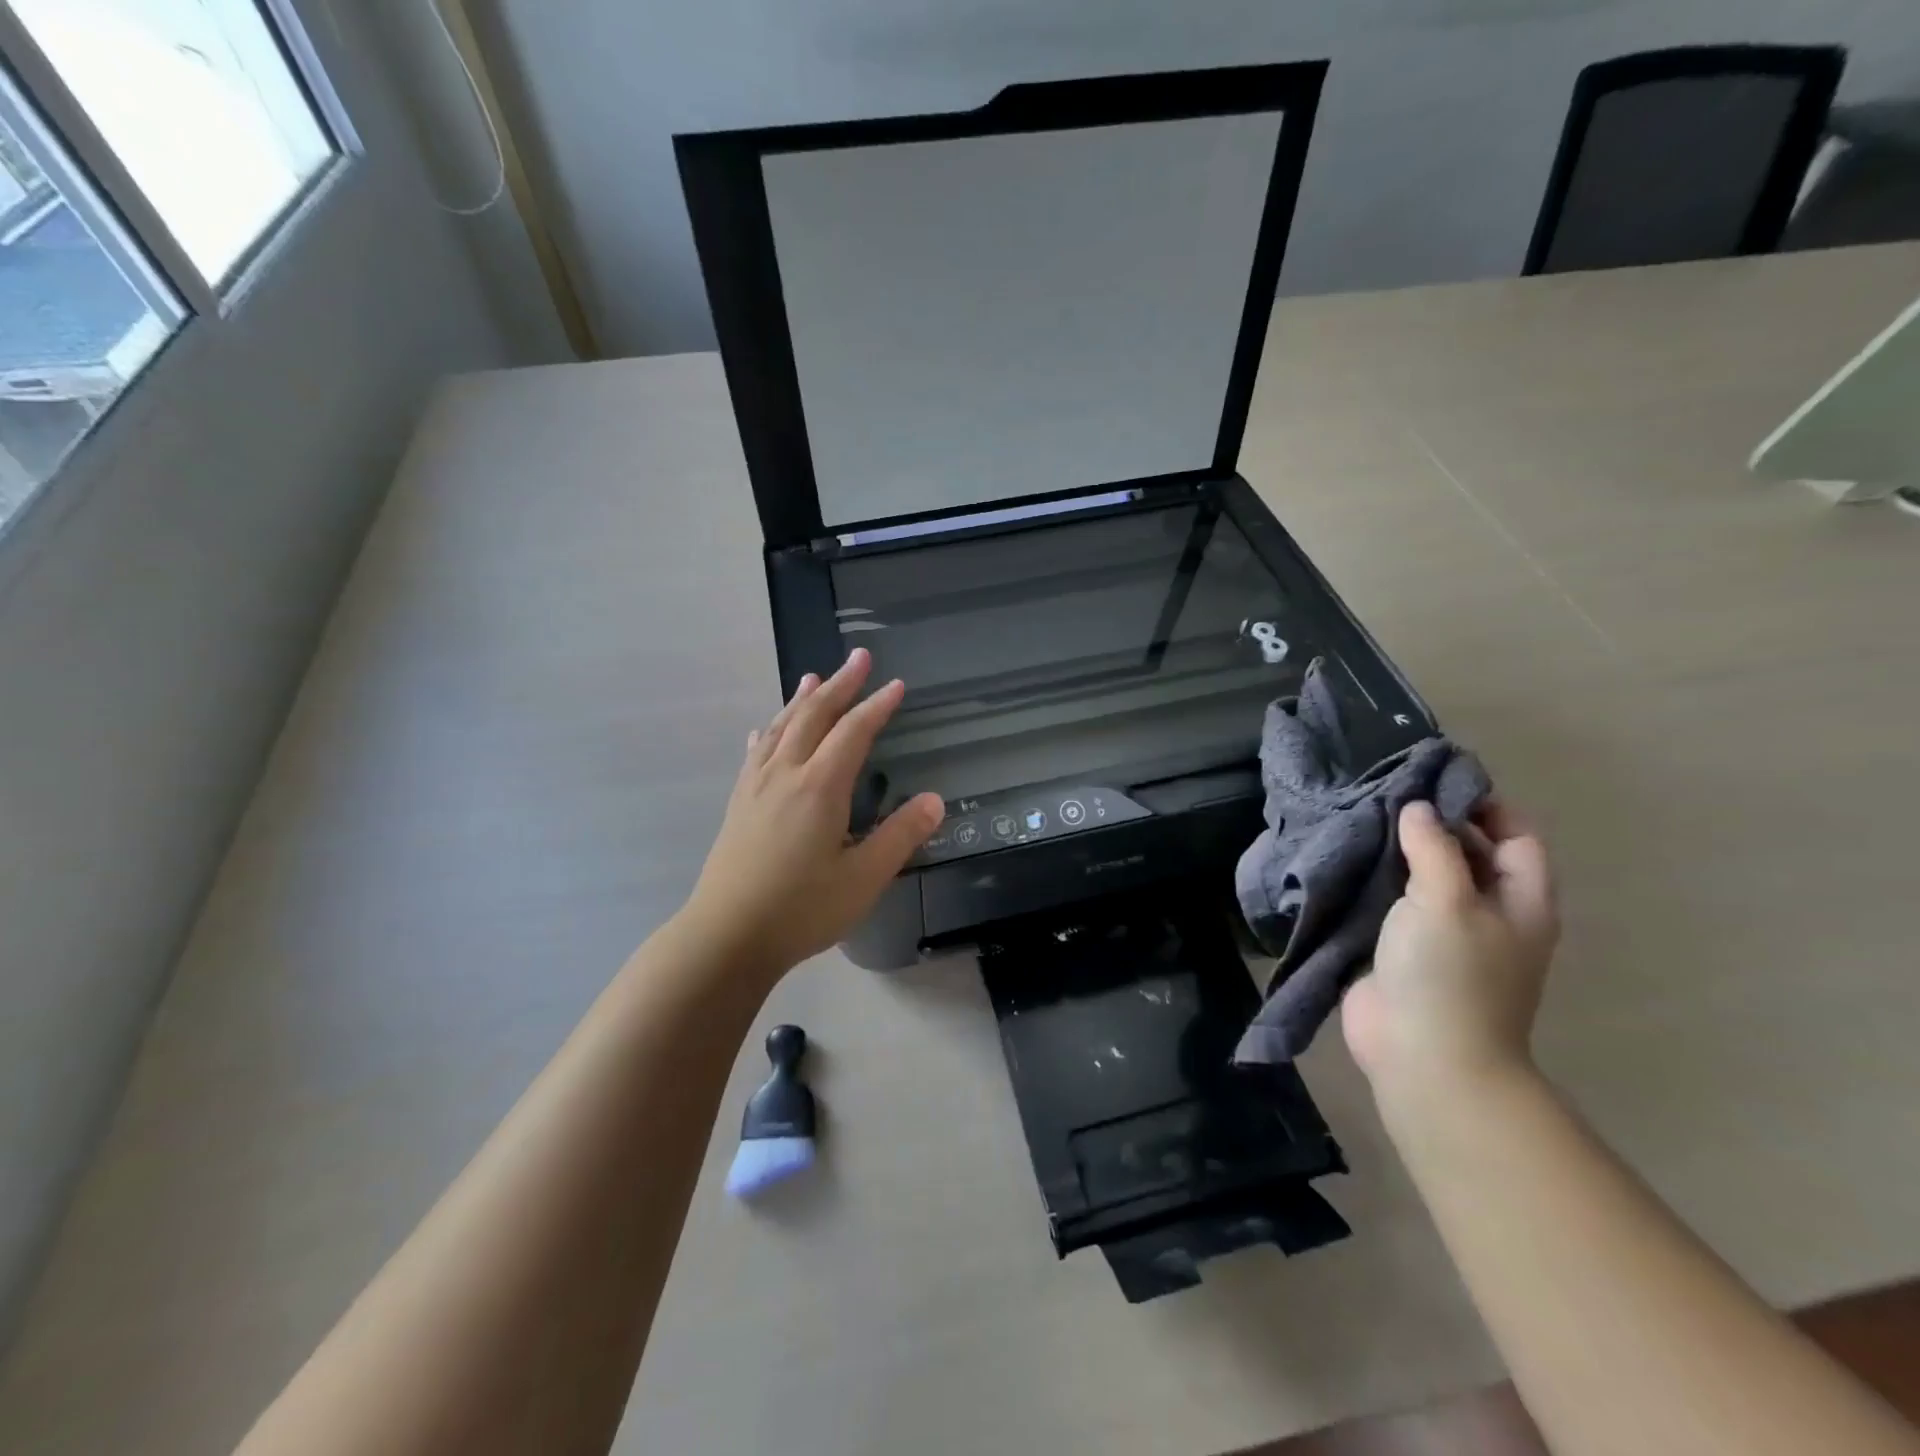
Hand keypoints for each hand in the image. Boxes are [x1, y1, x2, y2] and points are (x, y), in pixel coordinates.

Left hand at [680, 648, 943, 981]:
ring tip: (815, 676)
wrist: (726, 936)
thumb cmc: (801, 909)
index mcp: (819, 786)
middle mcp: (785, 774)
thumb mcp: (864, 878)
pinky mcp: (739, 803)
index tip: (896, 684)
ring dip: (802, 699)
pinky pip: (757, 752)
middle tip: (858, 657)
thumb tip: (934, 800)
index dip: (877, 705)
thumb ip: (900, 836)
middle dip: (840, 684)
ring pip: (782, 727)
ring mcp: (756, 786)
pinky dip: (770, 731)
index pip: (853, 732)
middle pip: (814, 715)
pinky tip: (767, 729)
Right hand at [1342, 800, 1558, 1110]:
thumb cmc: (1450, 975)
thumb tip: (1418, 809)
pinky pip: (1393, 902)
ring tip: (1358, 815)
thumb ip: (1434, 848)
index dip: (1483, 804)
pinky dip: (1374, 879)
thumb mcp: (1448, 900)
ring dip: (1397, 851)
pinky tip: (1345, 857)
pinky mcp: (1403, 948)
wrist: (1423, 1056)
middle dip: (1433, 823)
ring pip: (1425, 876)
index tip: (1434, 779)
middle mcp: (1488, 912)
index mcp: (1519, 900)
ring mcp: (1444, 933)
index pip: (1515, 835)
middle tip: (1385, 791)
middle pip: (1469, 852)